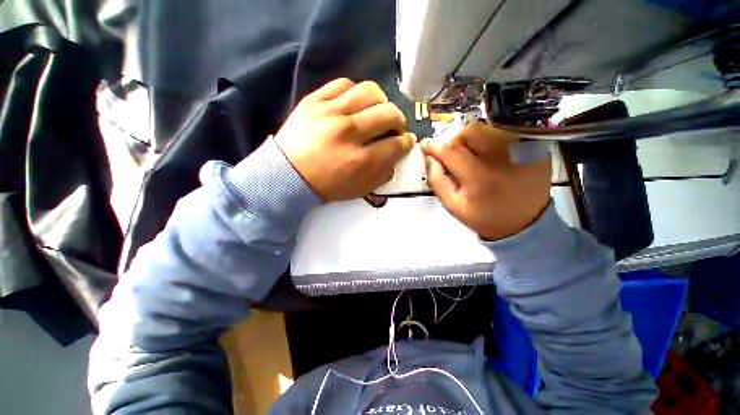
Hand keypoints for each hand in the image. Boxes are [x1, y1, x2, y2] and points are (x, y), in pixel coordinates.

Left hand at [275, 78, 414, 201]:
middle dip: (399, 121)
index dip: (407, 142)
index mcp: (361, 161)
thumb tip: (397, 153)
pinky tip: (355, 104)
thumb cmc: (327, 185)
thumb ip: (383, 173)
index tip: (406, 141)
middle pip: (389, 114)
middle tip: (394, 127)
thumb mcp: (360, 189)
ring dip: (381, 102)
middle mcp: (349, 133)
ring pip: (371, 92)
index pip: (397, 144)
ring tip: (376, 112)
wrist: (288, 174)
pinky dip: (356, 93)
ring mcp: (330, 112)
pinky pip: (344, 84)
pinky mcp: (314, 100)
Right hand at [422, 122, 551, 240]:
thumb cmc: (484, 217)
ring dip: (473, 139)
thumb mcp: (453, 206)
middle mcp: (502, 158)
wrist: (524, 224)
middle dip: (456, 141)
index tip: (426, 145)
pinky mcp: (534, 148)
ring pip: (488, 128)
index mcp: (480, 177)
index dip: (436, 147)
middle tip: (454, 155)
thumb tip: (430, 157)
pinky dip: (492, 139)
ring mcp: (522, 150)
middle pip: (471, 132)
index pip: (452, 152)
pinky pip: (506, 132)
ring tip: (473, 155)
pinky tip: (492, 156)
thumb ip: (437, 181)